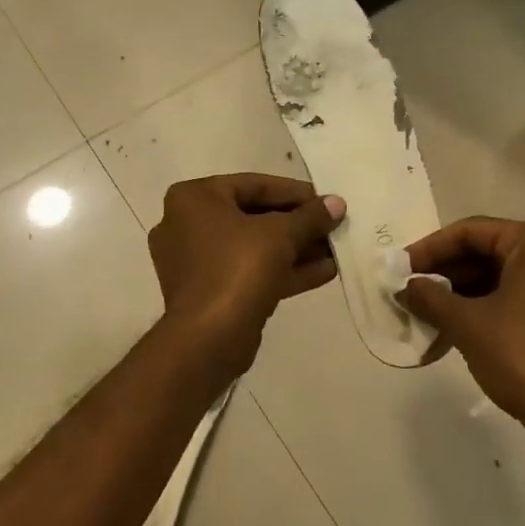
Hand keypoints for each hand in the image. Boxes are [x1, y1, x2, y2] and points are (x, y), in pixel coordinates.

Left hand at [146, 174, 344, 376]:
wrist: (206, 340)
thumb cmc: (237, 268)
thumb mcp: (280, 234)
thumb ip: (310, 216)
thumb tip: (337, 203)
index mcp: (194, 198)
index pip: (253, 185)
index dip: (294, 192)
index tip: (324, 200)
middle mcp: (187, 224)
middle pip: (254, 216)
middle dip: (297, 224)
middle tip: (332, 226)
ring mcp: (195, 262)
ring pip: (253, 247)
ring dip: (295, 249)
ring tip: (335, 250)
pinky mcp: (209, 293)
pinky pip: (249, 272)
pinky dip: (282, 270)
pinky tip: (324, 272)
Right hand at [399, 217, 524, 460]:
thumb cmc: (524, 355)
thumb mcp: (467, 324)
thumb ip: (431, 298)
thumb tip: (405, 288)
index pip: (471, 231)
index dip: (430, 249)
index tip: (401, 269)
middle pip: (487, 253)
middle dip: (446, 274)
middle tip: (411, 292)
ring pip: (501, 279)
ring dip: (462, 295)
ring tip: (427, 314)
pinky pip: (518, 302)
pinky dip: (486, 310)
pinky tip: (456, 331)